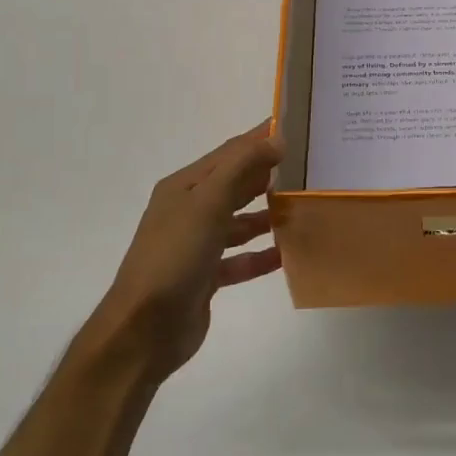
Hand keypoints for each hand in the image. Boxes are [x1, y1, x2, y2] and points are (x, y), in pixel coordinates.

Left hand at [84, 121, 282, 381]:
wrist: (144, 329)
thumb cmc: (174, 256)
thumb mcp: (207, 203)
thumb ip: (241, 167)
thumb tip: (276, 139)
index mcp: (185, 186)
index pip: (230, 152)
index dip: (261, 138)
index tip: (298, 126)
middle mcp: (189, 210)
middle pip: (236, 184)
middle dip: (269, 174)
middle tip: (311, 167)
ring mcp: (197, 245)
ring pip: (240, 221)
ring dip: (267, 214)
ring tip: (303, 209)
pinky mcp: (206, 276)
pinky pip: (240, 258)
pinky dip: (261, 255)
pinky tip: (287, 253)